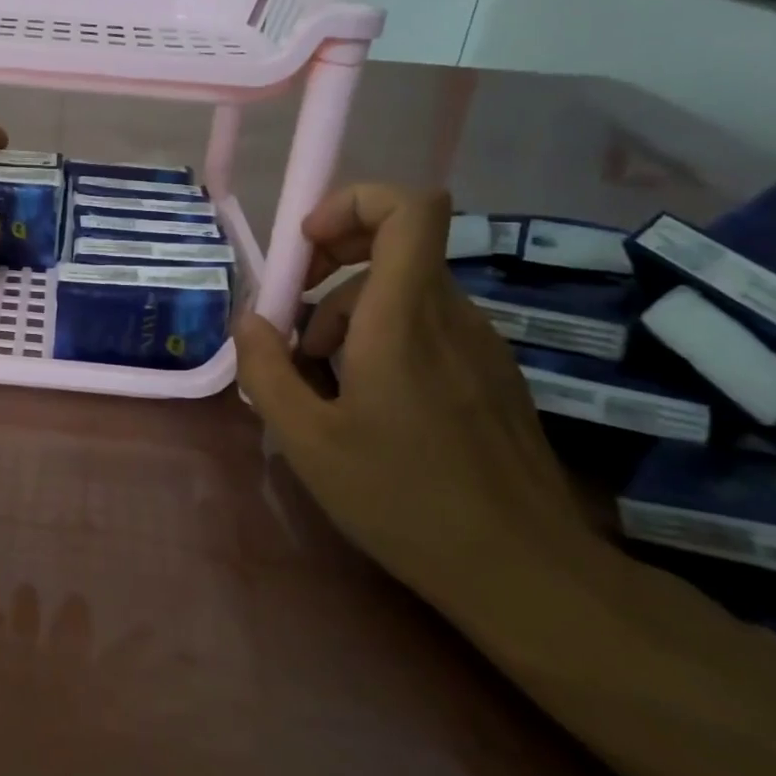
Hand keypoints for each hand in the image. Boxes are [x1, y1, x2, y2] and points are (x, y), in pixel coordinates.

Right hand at [232, 185, 584, 585]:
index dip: (355, 202)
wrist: (527, 574)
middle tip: (294, 319)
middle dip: (332, 265)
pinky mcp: (491, 375)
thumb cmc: (406, 500)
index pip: (410, 208)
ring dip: (350, 315)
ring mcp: (479, 345)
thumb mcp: (308, 441)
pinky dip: (384, 340)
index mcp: (405, 318)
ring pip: (404, 292)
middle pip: (394, 246)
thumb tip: (248, 320)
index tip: (309, 247)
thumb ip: (266, 370)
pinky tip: (366, 404)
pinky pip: (428, 327)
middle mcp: (450, 315)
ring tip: (321, 380)